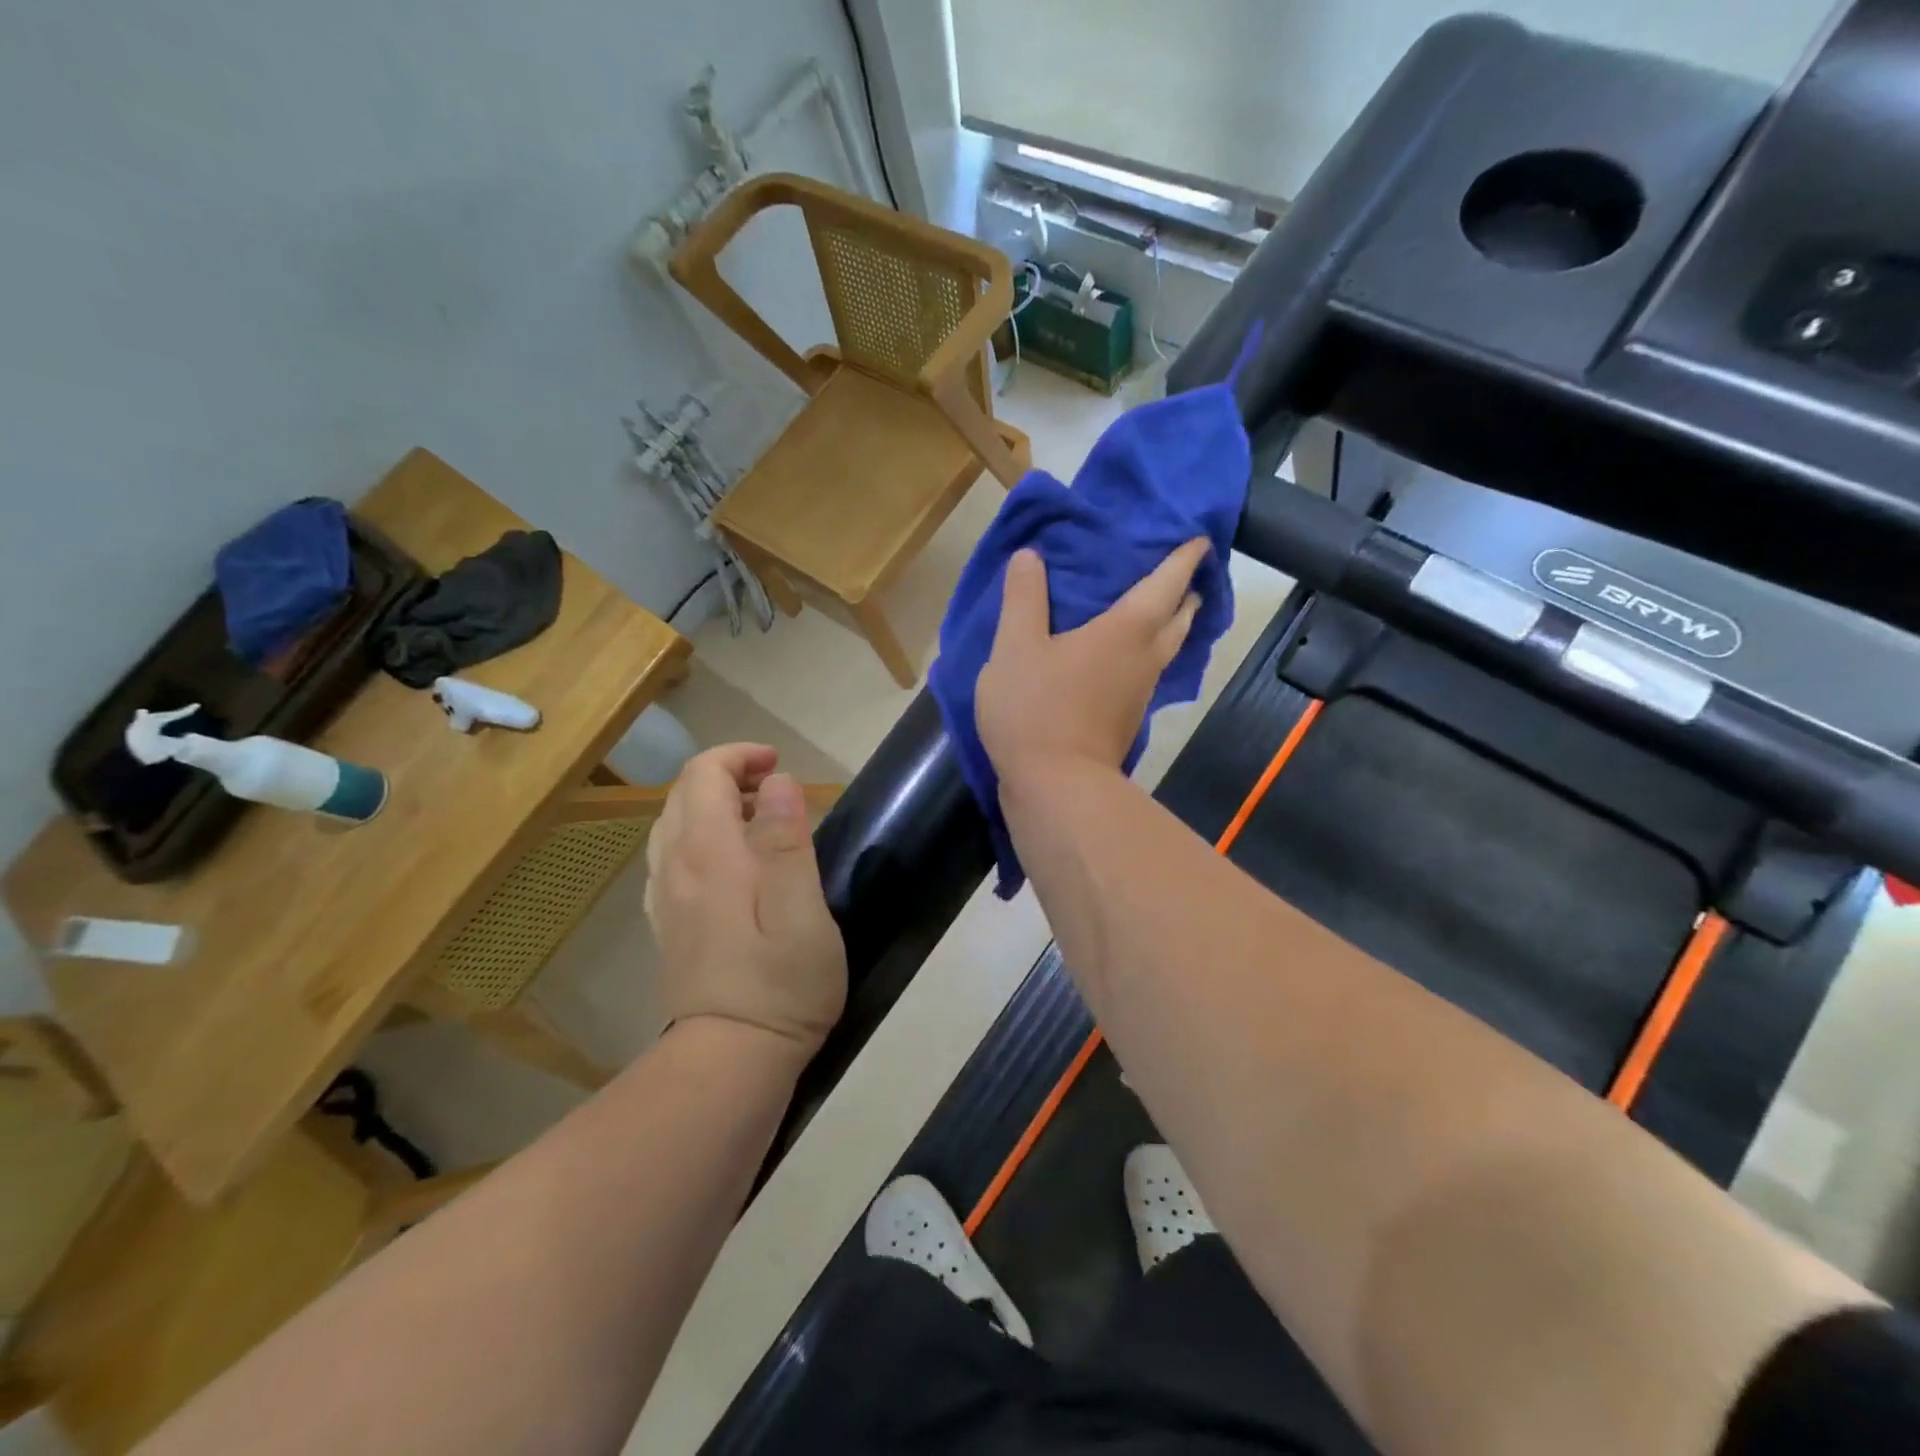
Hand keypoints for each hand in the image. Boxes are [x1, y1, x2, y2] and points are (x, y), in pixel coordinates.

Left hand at [644, 744, 846, 1056]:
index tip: (779, 765)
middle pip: (683, 793)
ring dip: (711, 804)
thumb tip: (778, 782)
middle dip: (727, 774)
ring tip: (758, 819)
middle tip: (776, 788)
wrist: (730, 1058)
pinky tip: (730, 862)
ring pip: (672, 824)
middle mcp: (676, 866)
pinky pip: (670, 857)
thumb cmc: (781, 984)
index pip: (703, 775)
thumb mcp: (802, 910)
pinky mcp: (668, 923)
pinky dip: (698, 836)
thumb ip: (787, 841)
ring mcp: (665, 897)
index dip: (739, 756)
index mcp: (709, 854)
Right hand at [976, 540, 1208, 784]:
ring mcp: (1140, 693)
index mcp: (1126, 630)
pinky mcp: (1127, 720)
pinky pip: (1147, 673)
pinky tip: (1122, 656)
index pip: (1167, 582)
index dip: (1184, 557)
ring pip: (1168, 649)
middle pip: (1180, 618)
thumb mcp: (1014, 647)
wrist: (1054, 786)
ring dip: (1169, 625)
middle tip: (1179, 575)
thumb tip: (1031, 556)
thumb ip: (1023, 599)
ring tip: (1154, 609)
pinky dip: (1145, 654)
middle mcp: (1145, 658)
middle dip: (1186, 593)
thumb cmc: (1036, 708)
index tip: (1199, 539)